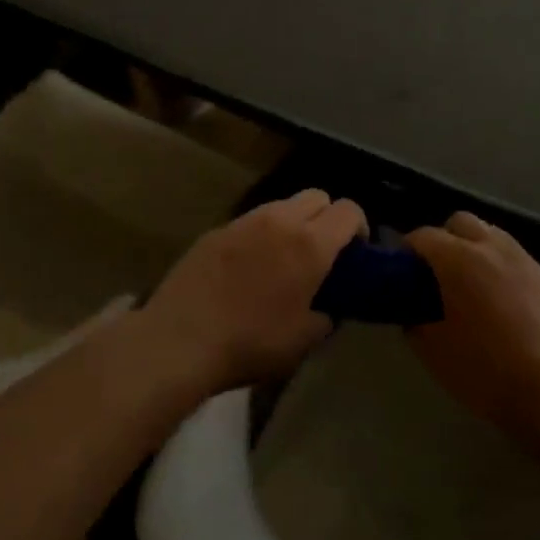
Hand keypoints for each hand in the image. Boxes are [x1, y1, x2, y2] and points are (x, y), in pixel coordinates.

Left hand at [140, 190, 367, 391]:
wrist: (180, 340)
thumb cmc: (251, 343)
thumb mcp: (304, 341)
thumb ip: (327, 315)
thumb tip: (328, 306)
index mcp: (310, 244)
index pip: (348, 210)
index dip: (359, 227)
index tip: (355, 252)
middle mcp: (279, 221)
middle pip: (317, 196)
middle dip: (327, 218)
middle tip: (322, 253)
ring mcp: (243, 222)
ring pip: (281, 205)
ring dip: (293, 223)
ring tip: (284, 259)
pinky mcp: (215, 231)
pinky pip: (250, 222)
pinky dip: (261, 235)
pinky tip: (248, 268)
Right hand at [406, 213, 539, 446]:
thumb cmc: (483, 370)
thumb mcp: (431, 350)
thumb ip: (413, 319)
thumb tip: (412, 309)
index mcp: (458, 260)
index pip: (422, 236)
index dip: (406, 252)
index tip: (401, 274)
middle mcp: (492, 248)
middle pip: (460, 222)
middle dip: (443, 239)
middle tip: (436, 275)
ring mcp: (524, 260)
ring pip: (491, 234)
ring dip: (474, 249)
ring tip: (469, 285)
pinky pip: (514, 257)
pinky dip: (499, 267)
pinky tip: (499, 301)